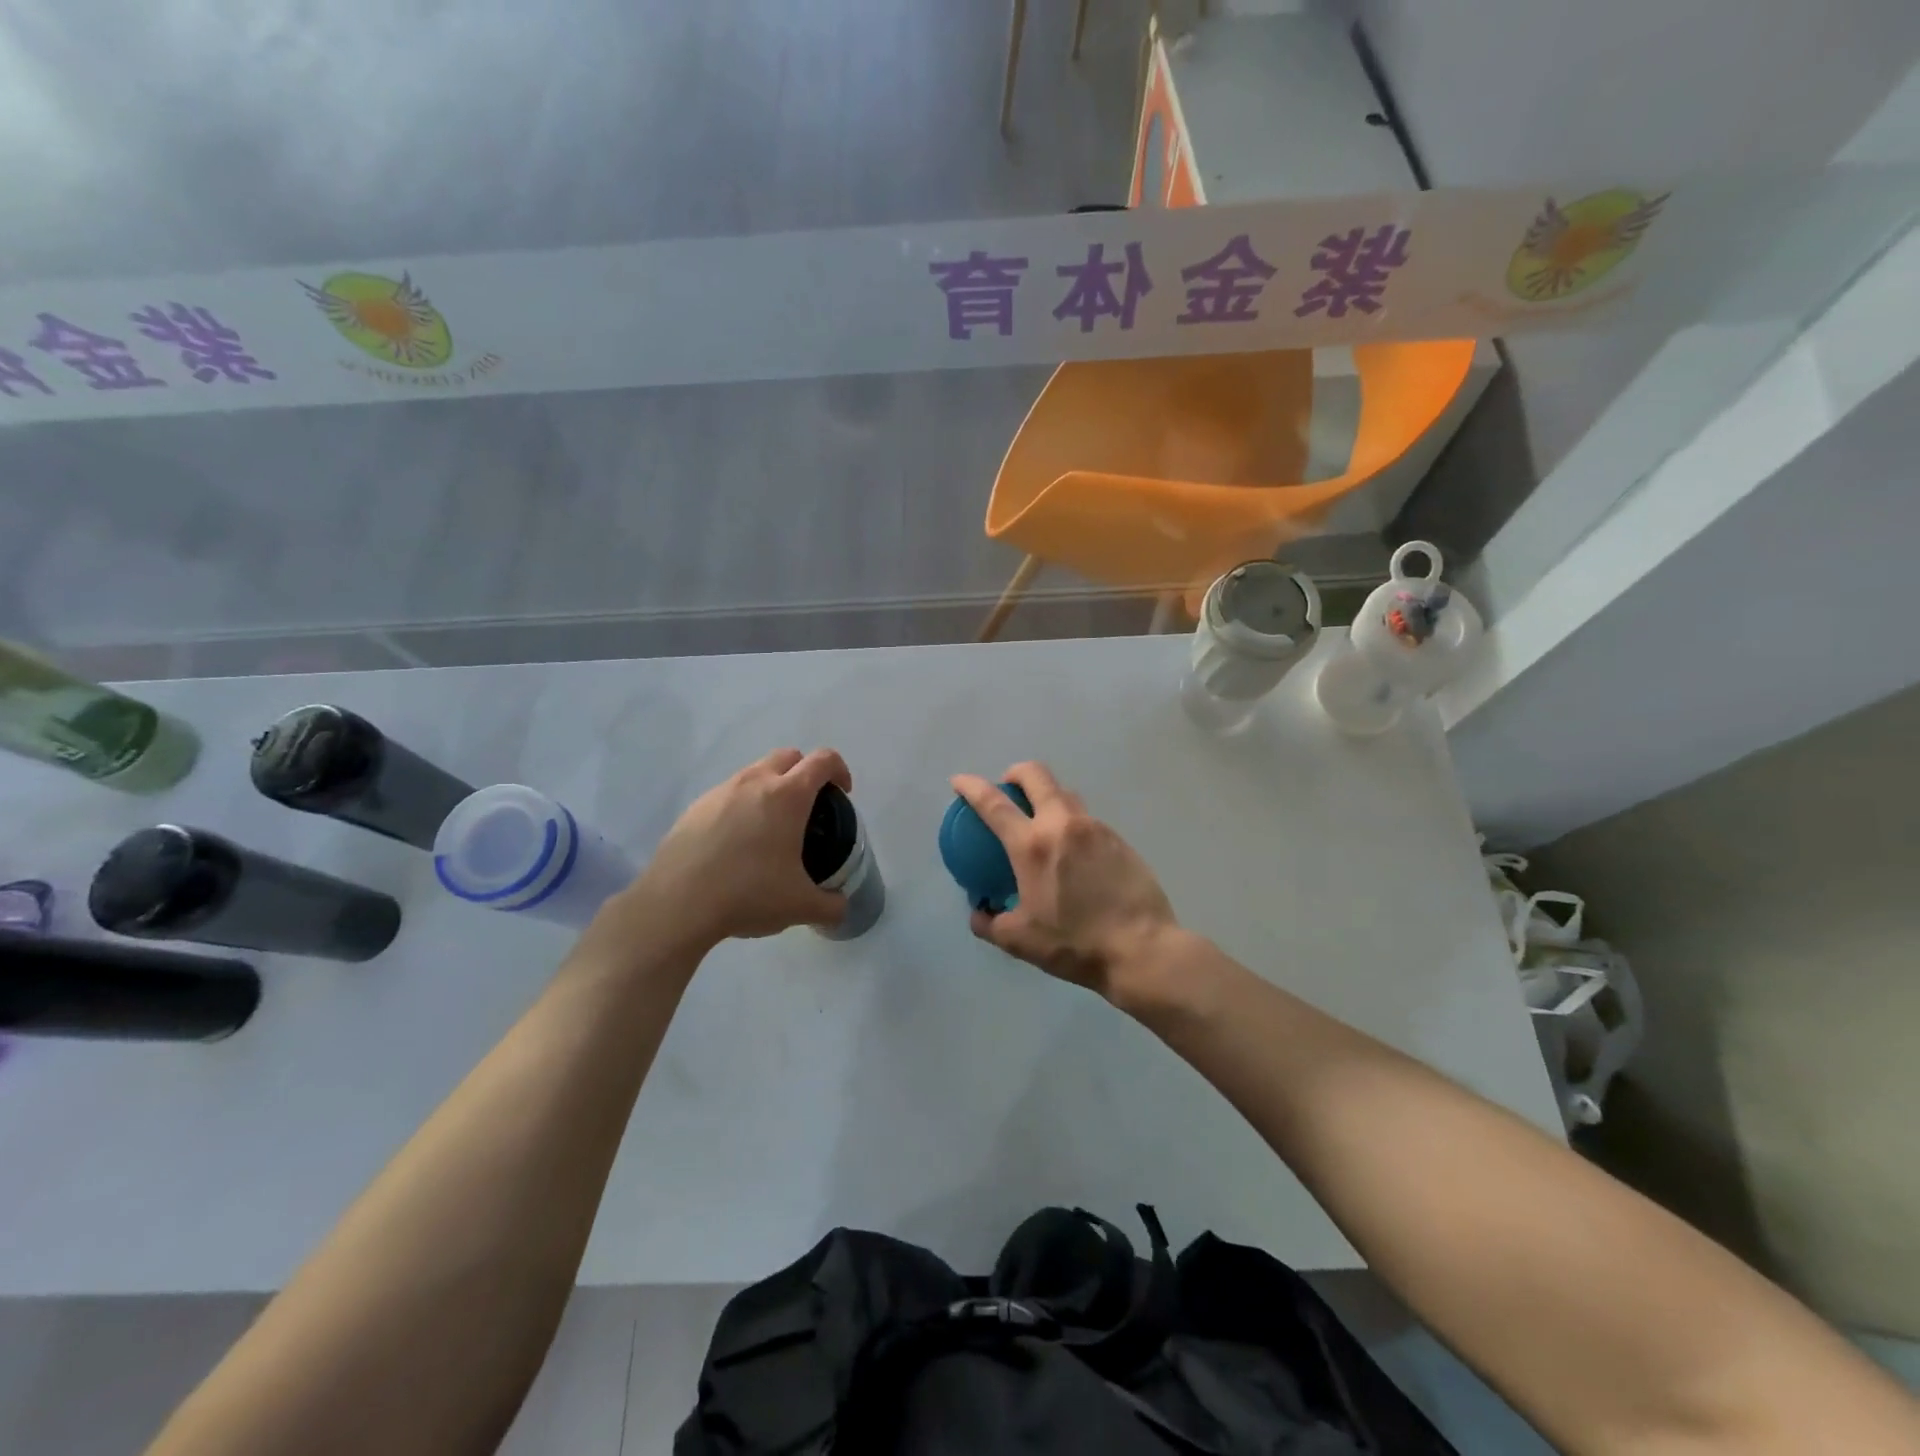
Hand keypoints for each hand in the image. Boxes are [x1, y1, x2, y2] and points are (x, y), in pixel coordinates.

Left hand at [605, 748, 853, 953]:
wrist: (676, 905)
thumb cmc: (748, 894)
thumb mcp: (800, 906)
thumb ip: (831, 905)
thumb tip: (841, 907)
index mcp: (787, 796)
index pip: (823, 761)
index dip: (840, 771)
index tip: (842, 795)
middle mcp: (754, 782)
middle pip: (788, 756)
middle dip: (805, 773)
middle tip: (809, 808)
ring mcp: (720, 792)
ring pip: (754, 772)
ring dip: (771, 788)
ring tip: (771, 829)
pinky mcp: (694, 808)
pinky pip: (727, 795)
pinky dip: (741, 807)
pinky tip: (736, 845)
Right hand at [950, 762, 1179, 1004]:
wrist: (1141, 949)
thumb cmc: (1074, 944)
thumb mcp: (1019, 941)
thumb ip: (989, 922)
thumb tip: (979, 910)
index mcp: (1031, 846)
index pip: (993, 803)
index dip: (971, 787)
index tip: (958, 782)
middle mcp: (1062, 825)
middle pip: (1036, 775)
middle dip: (1015, 773)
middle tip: (1007, 788)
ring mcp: (1095, 828)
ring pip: (1065, 793)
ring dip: (1047, 795)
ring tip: (1040, 820)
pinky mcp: (1118, 839)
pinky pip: (1087, 818)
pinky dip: (1071, 822)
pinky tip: (1072, 851)